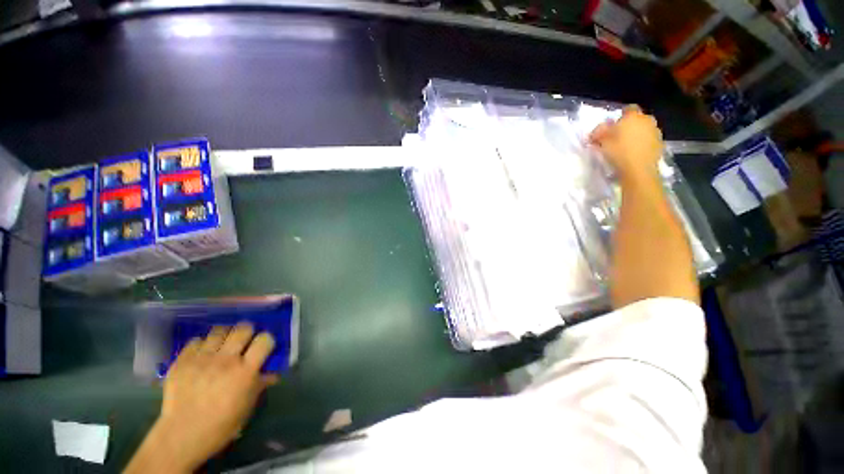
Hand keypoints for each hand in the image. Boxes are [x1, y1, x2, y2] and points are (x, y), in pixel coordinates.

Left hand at [126, 324, 277, 473]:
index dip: (266, 340)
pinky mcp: (183, 361)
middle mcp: (226, 360)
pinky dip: (201, 345)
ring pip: (219, 330)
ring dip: (224, 335)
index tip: (263, 347)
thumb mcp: (247, 406)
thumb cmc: (222, 424)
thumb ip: (260, 384)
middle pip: (243, 329)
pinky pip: (196, 341)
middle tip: (244, 341)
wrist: (182, 435)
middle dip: (247, 332)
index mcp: (245, 371)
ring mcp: (202, 359)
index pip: (264, 340)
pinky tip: (202, 354)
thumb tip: (272, 373)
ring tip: (223, 344)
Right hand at [589, 106, 663, 180]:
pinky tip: (633, 154)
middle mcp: (647, 120)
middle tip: (617, 137)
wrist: (638, 170)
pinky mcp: (660, 144)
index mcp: (633, 116)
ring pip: (643, 130)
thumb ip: (599, 132)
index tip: (611, 127)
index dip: (620, 117)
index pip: (628, 109)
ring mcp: (655, 132)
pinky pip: (648, 141)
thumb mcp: (601, 141)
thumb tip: (597, 130)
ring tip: (625, 147)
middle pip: (637, 119)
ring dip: (636, 135)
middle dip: (629, 126)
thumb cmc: (618, 151)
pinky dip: (642, 144)